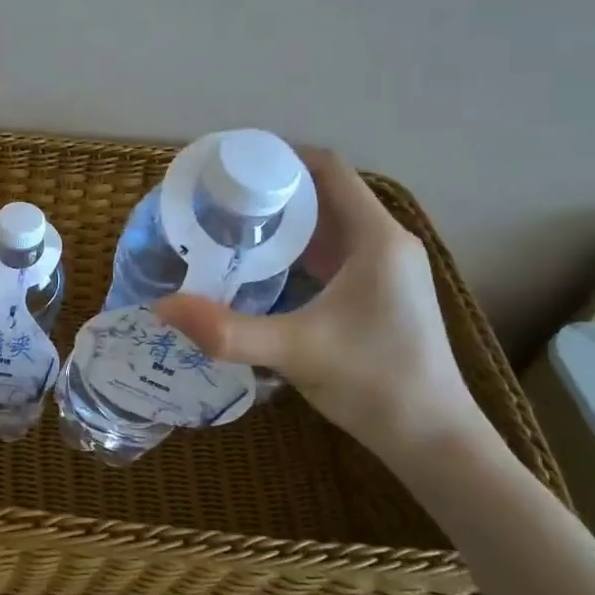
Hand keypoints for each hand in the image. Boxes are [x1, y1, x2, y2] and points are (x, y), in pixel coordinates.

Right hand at [156, 149, 481, 462]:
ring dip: (282, 222)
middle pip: (324, 194)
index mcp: (376, 238)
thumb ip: (227, 330)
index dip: (281, 156)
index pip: (329, 169)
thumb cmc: (375, 383)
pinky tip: (259, 269)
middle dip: (271, 190)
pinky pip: (331, 254)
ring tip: (228, 228)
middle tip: (216, 200)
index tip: (231, 166)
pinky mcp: (377, 294)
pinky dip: (295, 251)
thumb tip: (163, 307)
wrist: (432, 438)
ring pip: (327, 226)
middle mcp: (385, 244)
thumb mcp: (295, 351)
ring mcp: (384, 270)